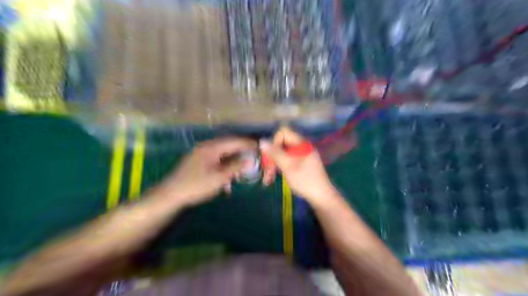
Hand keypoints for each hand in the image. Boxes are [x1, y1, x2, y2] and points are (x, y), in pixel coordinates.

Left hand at [155, 137, 256, 206]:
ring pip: (222, 153)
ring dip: (233, 159)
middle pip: (229, 145)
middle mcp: (206, 146)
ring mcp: (201, 153)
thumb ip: (235, 167)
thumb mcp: (219, 178)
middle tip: (253, 157)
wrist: (171, 194)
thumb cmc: (196, 185)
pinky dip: (224, 164)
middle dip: (241, 151)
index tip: (259, 147)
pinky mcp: (198, 160)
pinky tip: (227, 175)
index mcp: (212, 147)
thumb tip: (250, 159)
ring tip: (241, 168)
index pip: (234, 141)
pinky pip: (216, 158)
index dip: (248, 144)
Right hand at [260, 127, 337, 205]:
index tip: (271, 156)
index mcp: (301, 144)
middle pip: (281, 145)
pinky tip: (272, 179)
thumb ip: (275, 153)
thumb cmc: (305, 180)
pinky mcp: (300, 165)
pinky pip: (286, 162)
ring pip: (282, 155)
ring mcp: (301, 156)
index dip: (274, 142)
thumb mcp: (288, 166)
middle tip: (266, 172)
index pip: (283, 133)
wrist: (321, 197)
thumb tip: (261, 141)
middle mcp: (301, 147)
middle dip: (271, 158)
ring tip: (267, 180)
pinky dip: (279, 169)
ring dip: (273, 166)